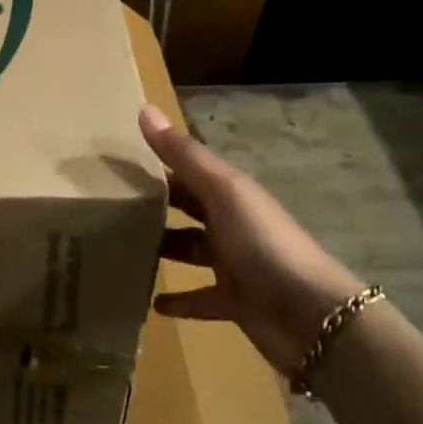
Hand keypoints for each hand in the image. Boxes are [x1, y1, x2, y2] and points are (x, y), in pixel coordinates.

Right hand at [141, 104, 363, 375]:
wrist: (311, 316)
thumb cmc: (263, 242)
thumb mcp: (222, 191)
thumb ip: (183, 155)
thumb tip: (144, 108)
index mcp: (230, 193)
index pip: (187, 172)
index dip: (157, 165)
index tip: (115, 164)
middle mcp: (231, 223)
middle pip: (189, 209)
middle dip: (158, 206)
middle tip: (111, 208)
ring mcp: (234, 264)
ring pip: (191, 250)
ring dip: (163, 249)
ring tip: (122, 249)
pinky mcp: (234, 302)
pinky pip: (199, 297)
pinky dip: (178, 299)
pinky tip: (152, 303)